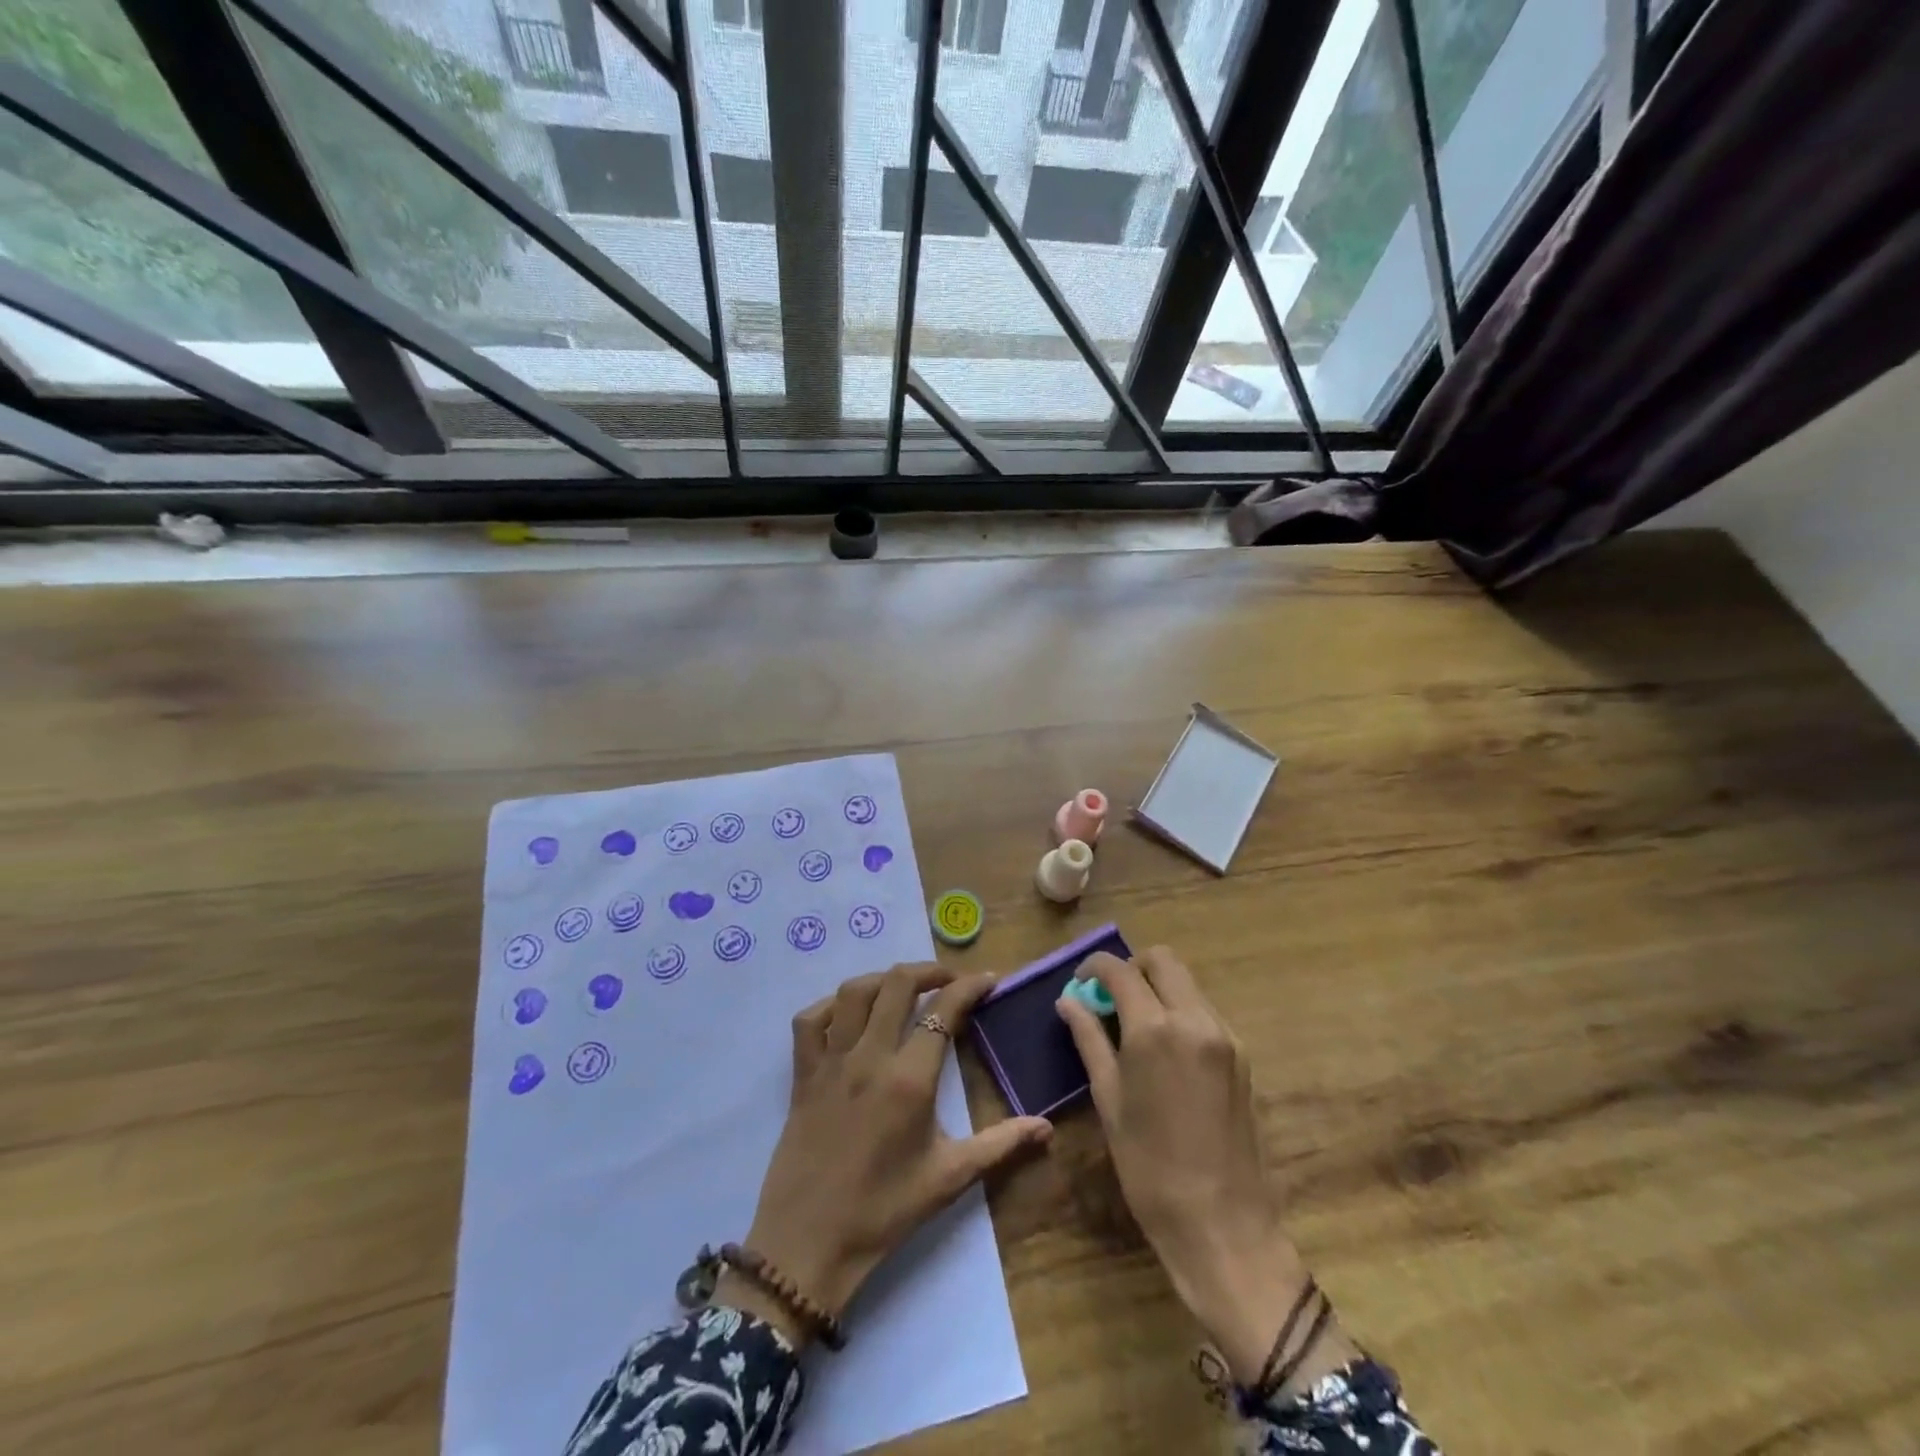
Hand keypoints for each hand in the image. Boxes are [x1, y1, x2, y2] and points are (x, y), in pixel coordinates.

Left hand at [722, 963, 1051, 1345]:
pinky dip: (831, 1005)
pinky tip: (849, 1015)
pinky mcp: (802, 1073)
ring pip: (853, 992)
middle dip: (929, 971)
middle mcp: (869, 1057)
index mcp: (909, 1079)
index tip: (989, 981)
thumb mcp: (949, 1178)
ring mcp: (831, 1061)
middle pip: (897, 984)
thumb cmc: (883, 1212)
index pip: (944, 1010)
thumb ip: (1000, 1144)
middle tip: (950, 980)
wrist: (807, 1245)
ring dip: (883, 979)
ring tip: (903, 988)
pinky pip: (810, 1020)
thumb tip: (1047, 1127)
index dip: (970, 987)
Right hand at [1056, 947, 1355, 1391]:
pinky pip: (1205, 1011)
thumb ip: (1089, 1040)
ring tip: (1135, 1026)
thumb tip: (1069, 1001)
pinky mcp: (1242, 1055)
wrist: (1224, 1227)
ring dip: (1158, 988)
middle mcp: (1195, 1019)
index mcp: (1155, 1030)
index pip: (1120, 970)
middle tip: (1110, 999)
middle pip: (1162, 960)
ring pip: (1187, 983)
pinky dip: (1180, 1010)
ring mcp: (1225, 1036)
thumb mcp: (1109, 1101)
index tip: (1080, 982)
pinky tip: (1165, 1050)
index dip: (1094, 966)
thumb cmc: (1150, 1169)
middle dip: (1131, 968)